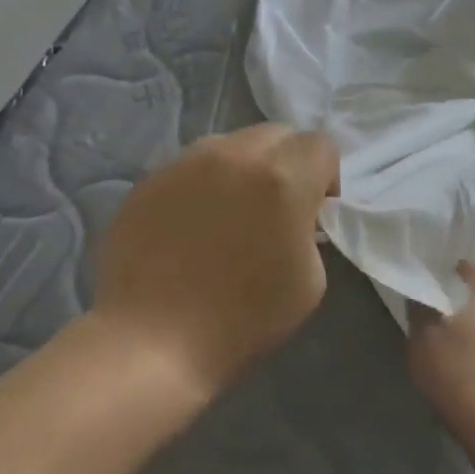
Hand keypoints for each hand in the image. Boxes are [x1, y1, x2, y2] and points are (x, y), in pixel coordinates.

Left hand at [93, 124, 339, 398]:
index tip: (315, 209)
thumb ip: (308, 230)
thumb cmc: (241, 319)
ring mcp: (183, 163)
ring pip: (228, 144)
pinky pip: (188, 167)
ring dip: (241, 168)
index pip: (320, 143)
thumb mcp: (309, 280)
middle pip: (274, 134)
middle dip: (286, 162)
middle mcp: (232, 155)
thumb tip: (293, 214)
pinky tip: (188, 226)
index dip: (326, 175)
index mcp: (281, 178)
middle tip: (275, 206)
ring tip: (228, 213)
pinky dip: (200, 185)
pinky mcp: (148, 179)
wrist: (153, 339)